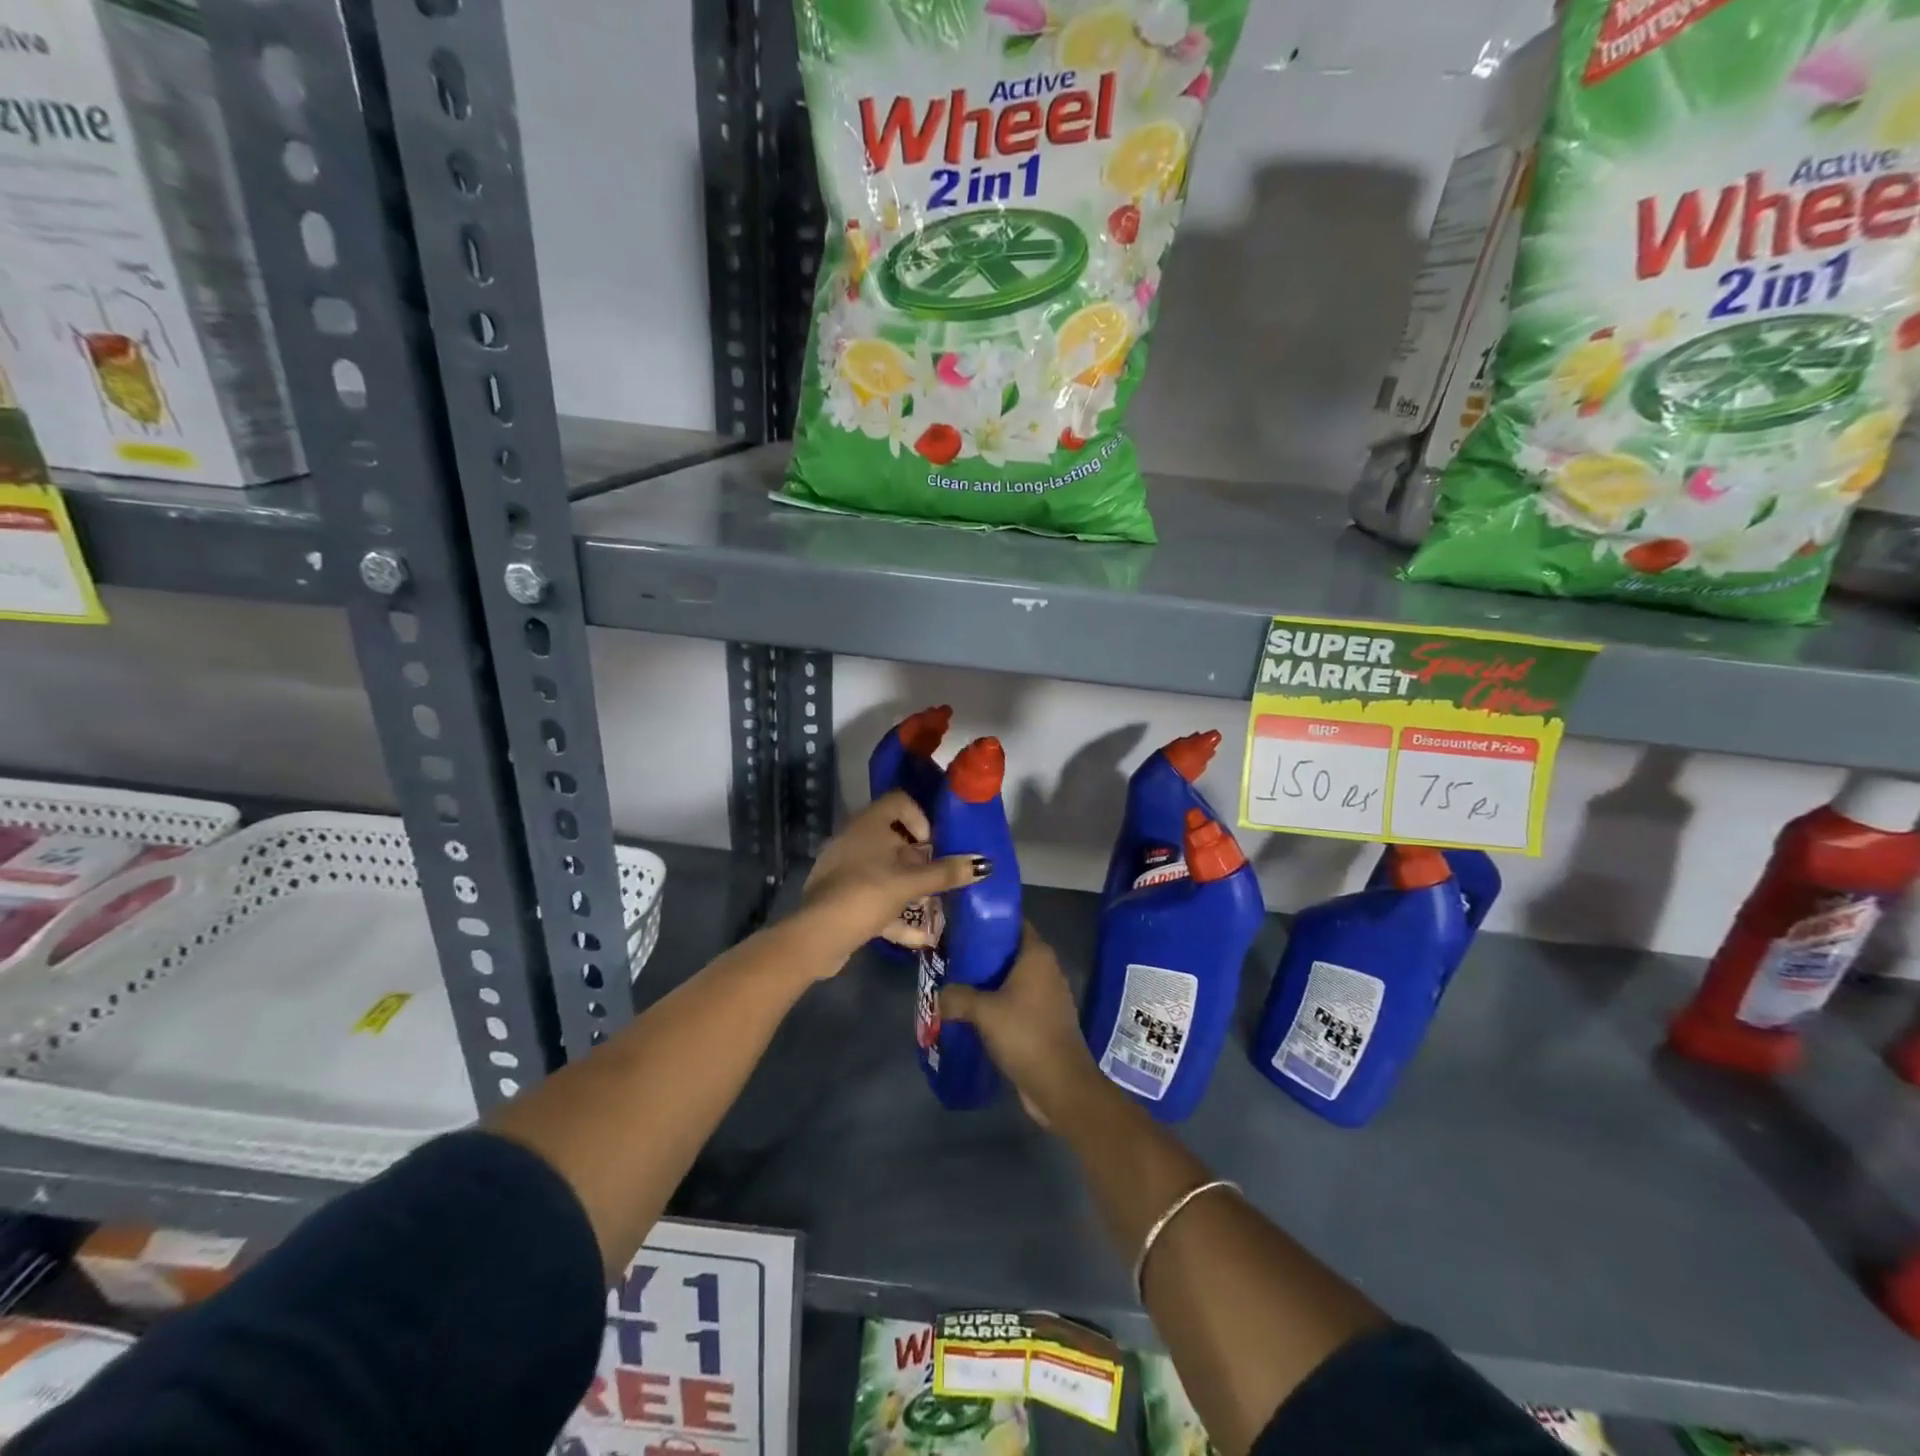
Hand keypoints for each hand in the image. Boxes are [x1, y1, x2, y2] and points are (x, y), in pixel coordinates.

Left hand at [796, 790, 985, 968]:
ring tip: (933, 905)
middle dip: (919, 858)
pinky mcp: (841, 896)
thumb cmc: (867, 894)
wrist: (818, 936)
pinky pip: (874, 896)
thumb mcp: (911, 883)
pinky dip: (895, 913)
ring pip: (884, 869)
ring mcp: (845, 868)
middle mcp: (854, 839)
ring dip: (910, 887)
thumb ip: (947, 873)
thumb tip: (984, 863)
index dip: (920, 818)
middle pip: (893, 838)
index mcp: (869, 824)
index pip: (899, 801)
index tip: (933, 844)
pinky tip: (919, 938)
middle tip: (937, 875)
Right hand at [938, 922, 1104, 1127]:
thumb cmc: (1025, 1035)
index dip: (988, 920)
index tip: (961, 924)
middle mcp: (1046, 970)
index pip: (1013, 923)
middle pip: (1010, 951)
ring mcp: (1047, 996)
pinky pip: (1016, 1002)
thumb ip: (957, 996)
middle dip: (982, 954)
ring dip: (987, 982)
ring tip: (956, 984)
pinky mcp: (1044, 1020)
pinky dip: (997, 1003)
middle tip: (950, 956)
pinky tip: (973, 1012)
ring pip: (1011, 979)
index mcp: (1037, 955)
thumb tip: (940, 995)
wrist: (1060, 1085)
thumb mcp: (984, 1012)